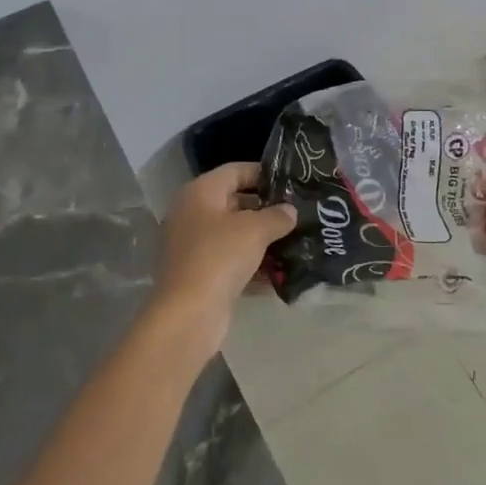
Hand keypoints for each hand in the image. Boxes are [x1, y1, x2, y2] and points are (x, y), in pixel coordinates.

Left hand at [151, 163, 297, 351]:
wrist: (188, 313)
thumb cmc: (219, 256)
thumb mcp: (255, 230)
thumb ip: (276, 216)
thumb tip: (289, 211)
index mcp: (200, 193)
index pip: (235, 171)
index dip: (263, 173)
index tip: (291, 181)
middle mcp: (192, 214)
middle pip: (234, 202)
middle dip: (266, 209)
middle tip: (297, 213)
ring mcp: (192, 246)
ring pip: (233, 235)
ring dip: (262, 239)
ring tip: (295, 241)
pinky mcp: (199, 274)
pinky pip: (230, 261)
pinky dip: (252, 265)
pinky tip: (279, 273)